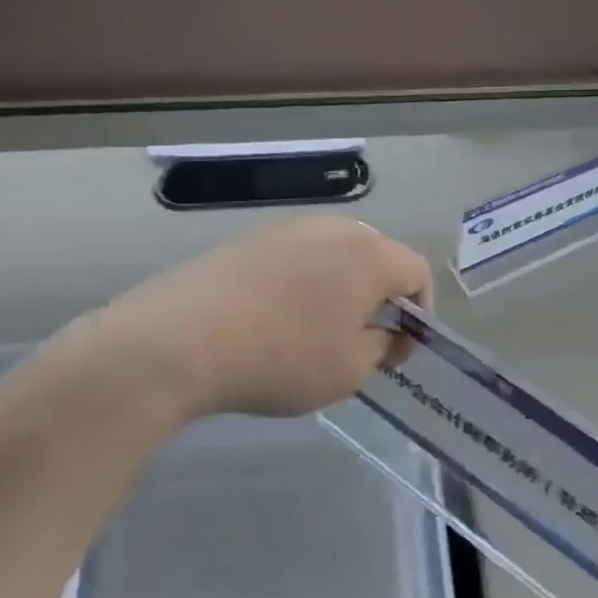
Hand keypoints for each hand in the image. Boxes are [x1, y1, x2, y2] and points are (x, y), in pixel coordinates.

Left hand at [87, 215, 431, 419]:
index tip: (399, 347)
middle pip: (378, 257)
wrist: (178, 341)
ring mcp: (288, 228)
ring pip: (335, 255)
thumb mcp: (349, 370)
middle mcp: (335, 229)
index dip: (420, 311)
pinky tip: (276, 318)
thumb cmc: (283, 357)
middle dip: (380, 296)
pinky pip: (297, 257)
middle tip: (363, 338)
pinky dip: (303, 283)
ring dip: (340, 288)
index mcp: (371, 255)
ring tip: (317, 329)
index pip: (418, 272)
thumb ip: (383, 348)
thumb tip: (387, 334)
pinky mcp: (249, 238)